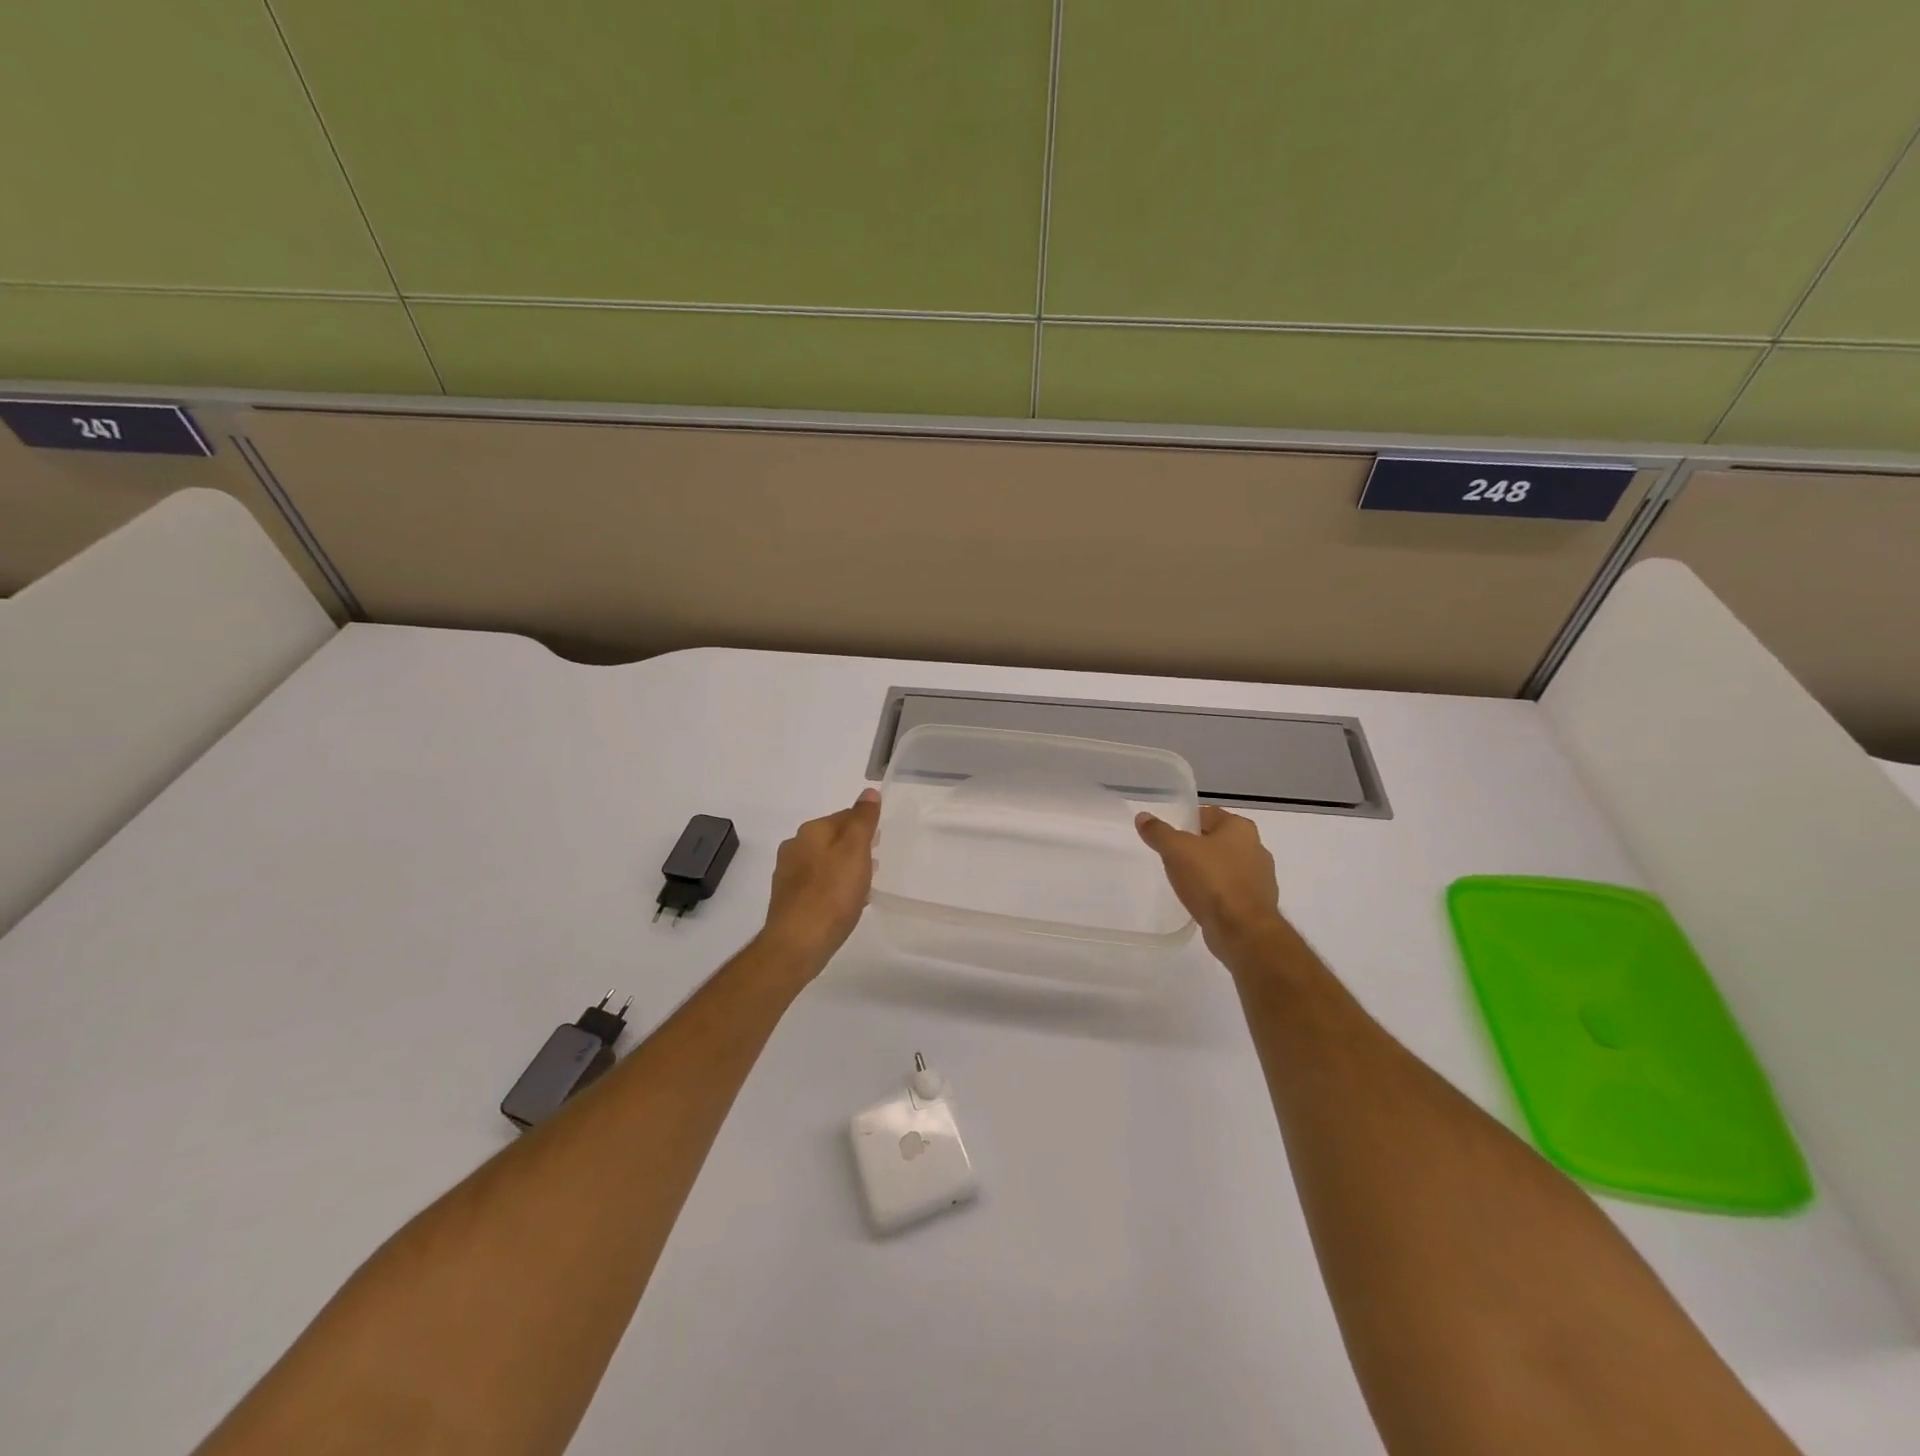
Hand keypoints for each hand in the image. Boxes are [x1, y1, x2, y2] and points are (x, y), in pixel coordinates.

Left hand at [762, 789, 880, 972]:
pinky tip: (846, 904)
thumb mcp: (855, 851)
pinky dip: (833, 888)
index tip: (881, 840)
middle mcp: (794, 847)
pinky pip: (817, 886)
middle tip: (876, 862)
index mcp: (810, 831)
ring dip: (844, 868)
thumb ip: (863, 820)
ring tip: (865, 884)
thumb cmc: (832, 894)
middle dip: (854, 847)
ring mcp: (788, 875)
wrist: (798, 943)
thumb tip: (868, 792)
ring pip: (824, 863)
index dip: (865, 826)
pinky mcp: (788, 900)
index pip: (844, 816)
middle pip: (832, 839)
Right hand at [1136, 806, 1292, 963]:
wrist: (1242, 930)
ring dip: (1208, 871)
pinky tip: (1200, 901)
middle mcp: (1256, 847)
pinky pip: (1231, 890)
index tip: (1169, 836)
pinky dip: (1217, 892)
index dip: (1187, 821)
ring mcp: (1261, 877)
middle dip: (1197, 847)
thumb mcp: (1176, 850)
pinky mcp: (1258, 904)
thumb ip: (1158, 832)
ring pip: (1226, 866)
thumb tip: (1143, 817)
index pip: (1208, 814)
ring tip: (1184, 881)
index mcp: (1240, 828)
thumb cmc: (1211, 880)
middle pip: (1218, 840)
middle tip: (1172, 857)